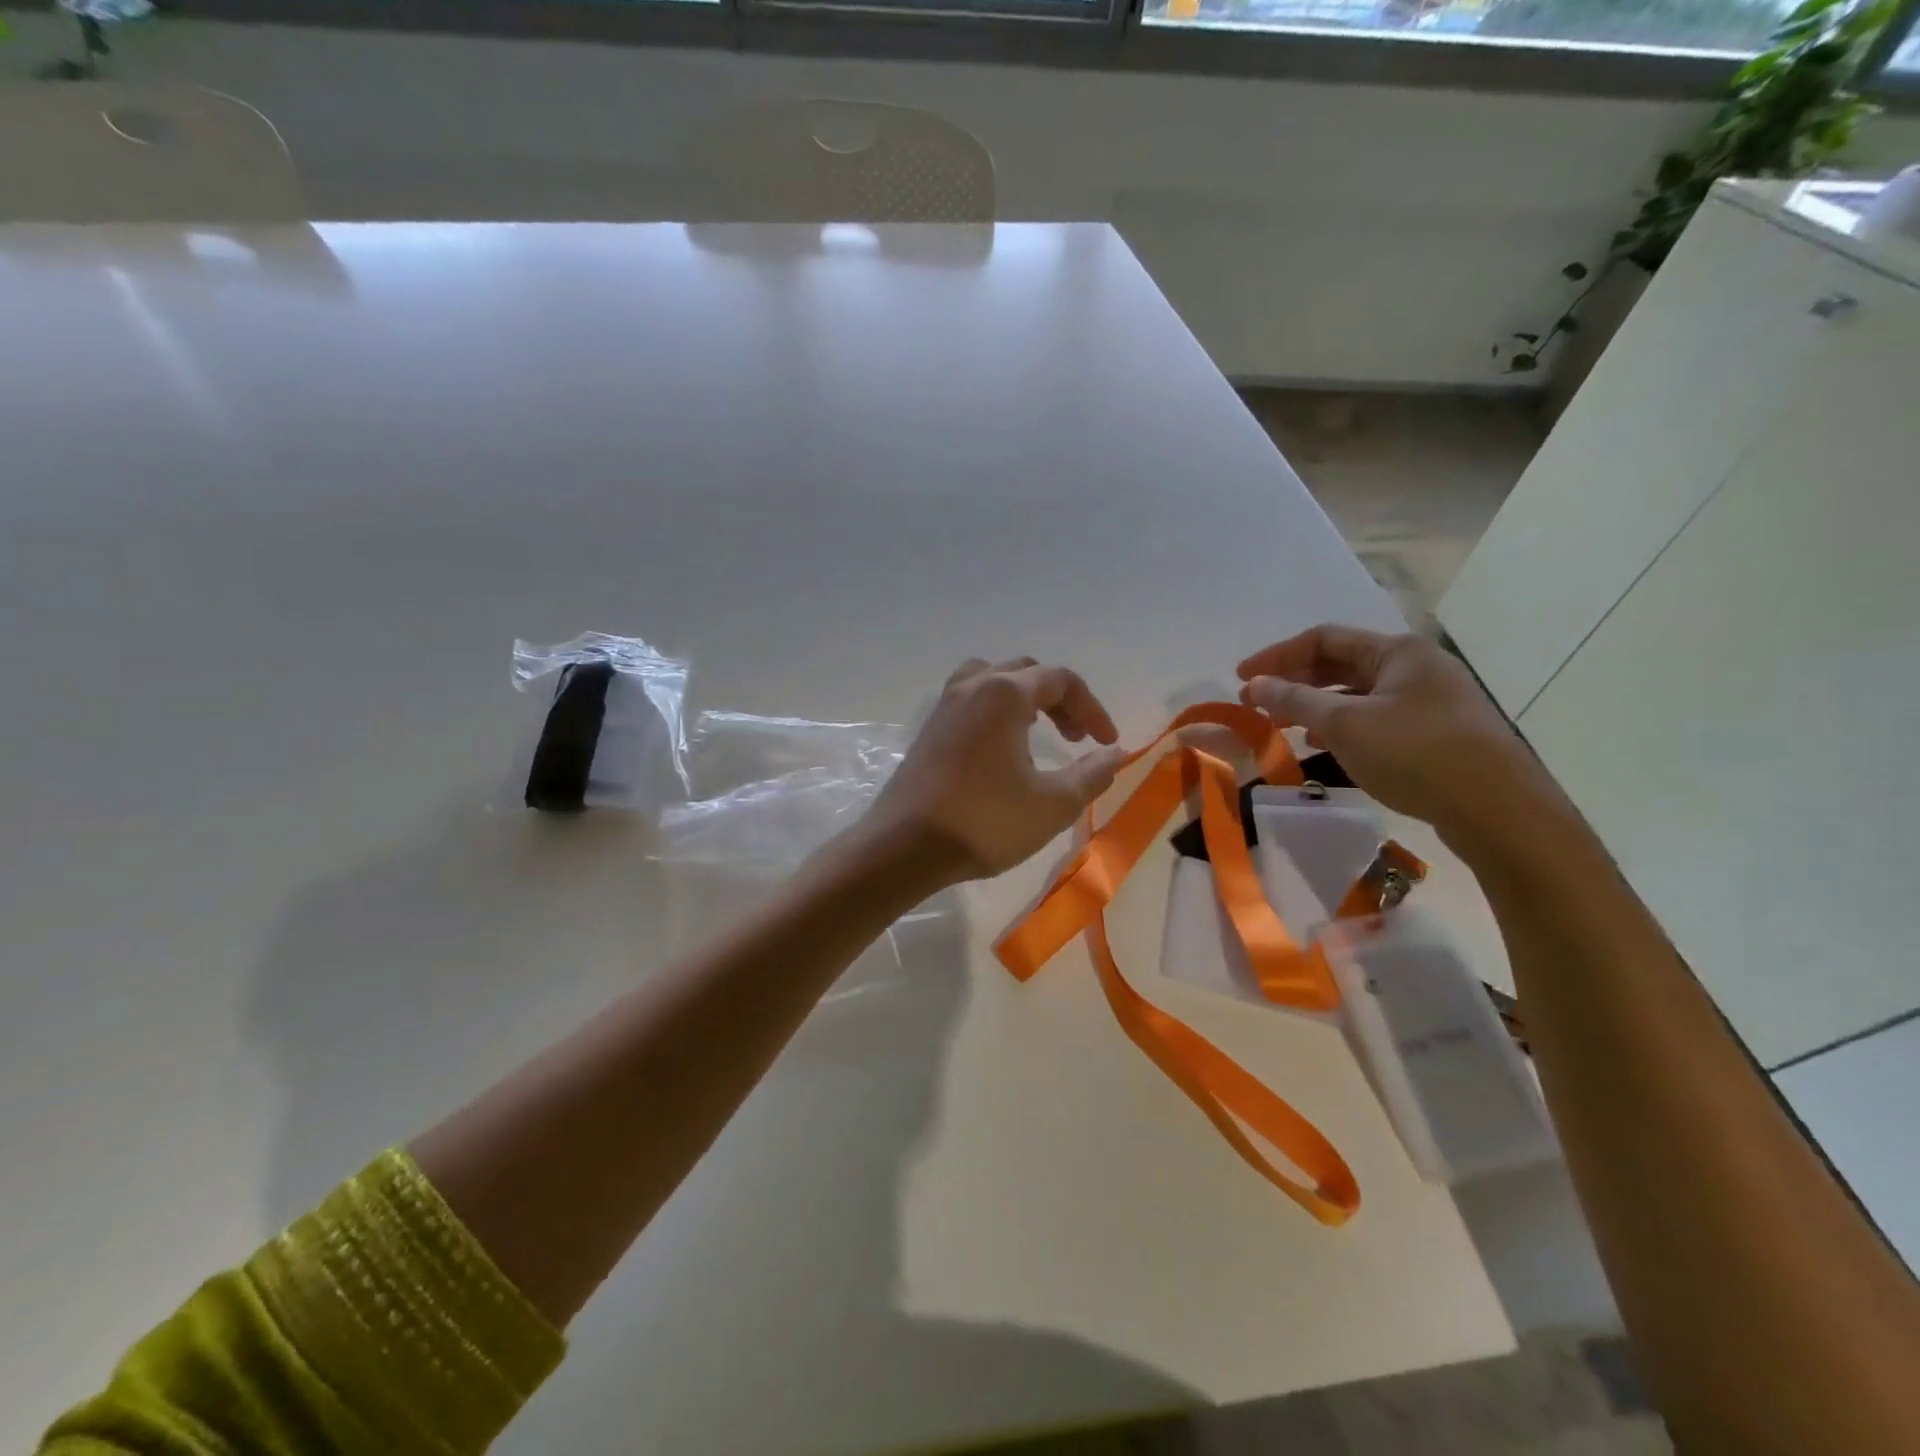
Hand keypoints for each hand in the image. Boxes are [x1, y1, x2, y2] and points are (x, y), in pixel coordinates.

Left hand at [865, 657, 1129, 883]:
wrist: (905, 847)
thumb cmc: (986, 822)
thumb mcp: (1053, 804)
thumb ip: (1092, 774)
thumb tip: (1114, 754)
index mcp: (1005, 694)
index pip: (1060, 680)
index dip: (1092, 708)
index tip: (1107, 744)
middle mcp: (972, 688)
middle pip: (1025, 673)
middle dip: (1060, 700)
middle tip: (1077, 738)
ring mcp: (944, 707)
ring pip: (992, 680)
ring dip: (1023, 698)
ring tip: (1038, 731)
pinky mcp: (928, 731)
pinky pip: (970, 701)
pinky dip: (995, 711)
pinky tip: (1002, 750)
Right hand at [1238, 625, 1558, 847]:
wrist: (1499, 810)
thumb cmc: (1416, 754)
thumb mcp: (1346, 725)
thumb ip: (1295, 701)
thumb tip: (1254, 683)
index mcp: (1397, 651)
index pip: (1323, 639)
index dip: (1277, 656)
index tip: (1241, 679)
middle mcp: (1415, 667)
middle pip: (1341, 664)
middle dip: (1294, 681)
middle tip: (1256, 703)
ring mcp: (1430, 700)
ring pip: (1358, 693)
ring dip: (1315, 705)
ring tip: (1283, 726)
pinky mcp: (1437, 732)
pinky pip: (1375, 717)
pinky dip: (1342, 726)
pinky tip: (1325, 746)